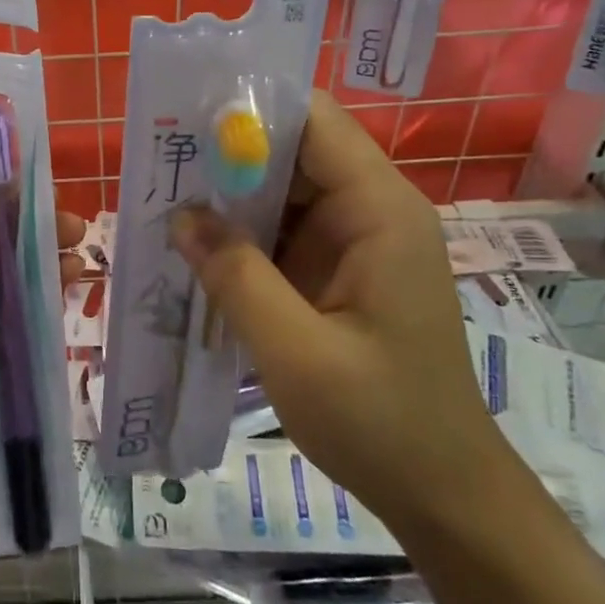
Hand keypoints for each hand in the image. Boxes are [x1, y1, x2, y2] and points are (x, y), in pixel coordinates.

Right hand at [170, 92, 509, 537]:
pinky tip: (194, 241)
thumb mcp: (295, 351)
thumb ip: (235, 275)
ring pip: (282, 189)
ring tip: (163, 192)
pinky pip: (282, 229)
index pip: (315, 121)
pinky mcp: (337, 268)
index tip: (187, 117)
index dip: (253, 109)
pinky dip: (241, 231)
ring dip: (229, 192)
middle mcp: (370, 210)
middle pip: (294, 149)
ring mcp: (354, 239)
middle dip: (228, 151)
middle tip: (160, 158)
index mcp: (379, 210)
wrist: (444, 495)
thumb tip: (180, 215)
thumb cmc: (381, 422)